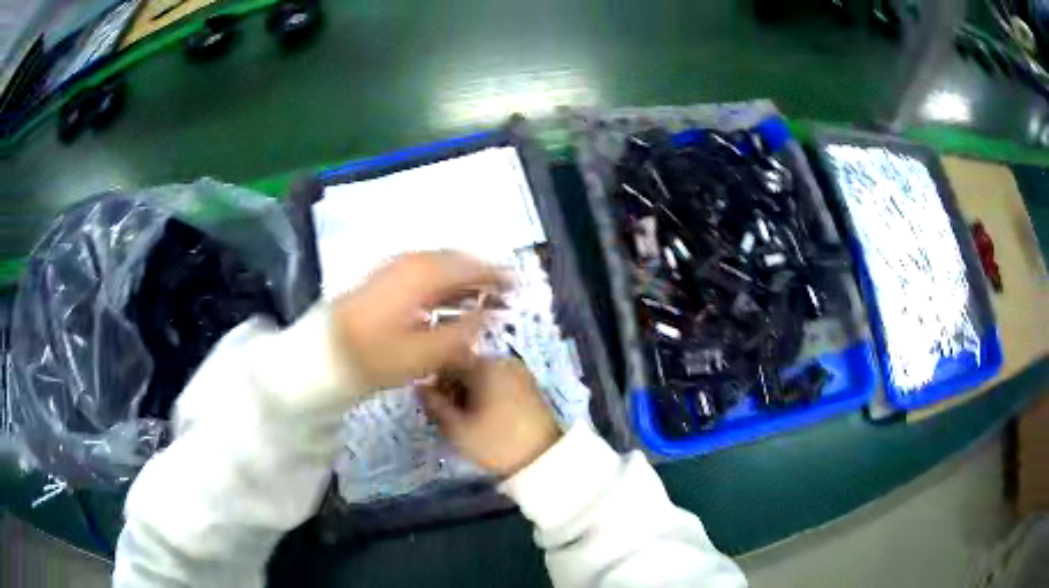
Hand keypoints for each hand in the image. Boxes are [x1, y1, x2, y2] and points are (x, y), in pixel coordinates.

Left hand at [332, 251, 506, 390]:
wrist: (324, 352)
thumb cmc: (375, 355)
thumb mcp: (425, 353)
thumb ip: (463, 333)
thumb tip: (488, 317)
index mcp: (425, 274)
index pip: (472, 266)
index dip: (497, 275)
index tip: (517, 285)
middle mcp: (411, 261)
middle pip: (456, 261)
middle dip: (480, 274)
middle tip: (501, 291)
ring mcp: (393, 266)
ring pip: (438, 265)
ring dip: (460, 278)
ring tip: (478, 296)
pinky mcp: (382, 276)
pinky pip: (422, 271)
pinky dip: (440, 282)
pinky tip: (443, 300)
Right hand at [419, 357, 560, 476]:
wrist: (543, 460)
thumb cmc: (496, 442)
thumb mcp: (457, 428)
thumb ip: (434, 404)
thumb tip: (419, 387)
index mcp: (484, 365)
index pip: (447, 361)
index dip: (435, 381)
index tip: (433, 404)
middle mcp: (503, 361)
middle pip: (466, 366)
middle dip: (453, 388)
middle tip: (449, 416)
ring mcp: (519, 372)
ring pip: (482, 376)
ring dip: (470, 392)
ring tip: (468, 420)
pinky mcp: (529, 386)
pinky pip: (499, 382)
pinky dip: (488, 395)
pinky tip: (486, 418)